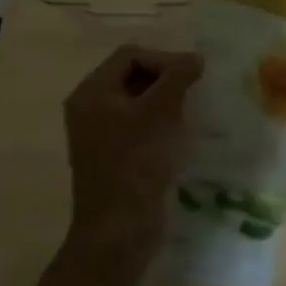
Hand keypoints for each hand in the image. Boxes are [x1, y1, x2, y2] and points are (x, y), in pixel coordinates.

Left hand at [62, 44, 203, 272]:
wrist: (119, 230)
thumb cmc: (136, 163)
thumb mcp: (159, 113)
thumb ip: (177, 77)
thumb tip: (195, 58)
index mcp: (92, 92)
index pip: (130, 55)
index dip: (163, 59)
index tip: (191, 76)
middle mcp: (90, 108)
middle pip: (132, 74)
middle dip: (165, 78)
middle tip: (192, 92)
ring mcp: (100, 133)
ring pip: (138, 100)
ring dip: (165, 100)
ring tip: (189, 111)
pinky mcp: (114, 154)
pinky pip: (138, 123)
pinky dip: (160, 121)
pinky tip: (179, 132)